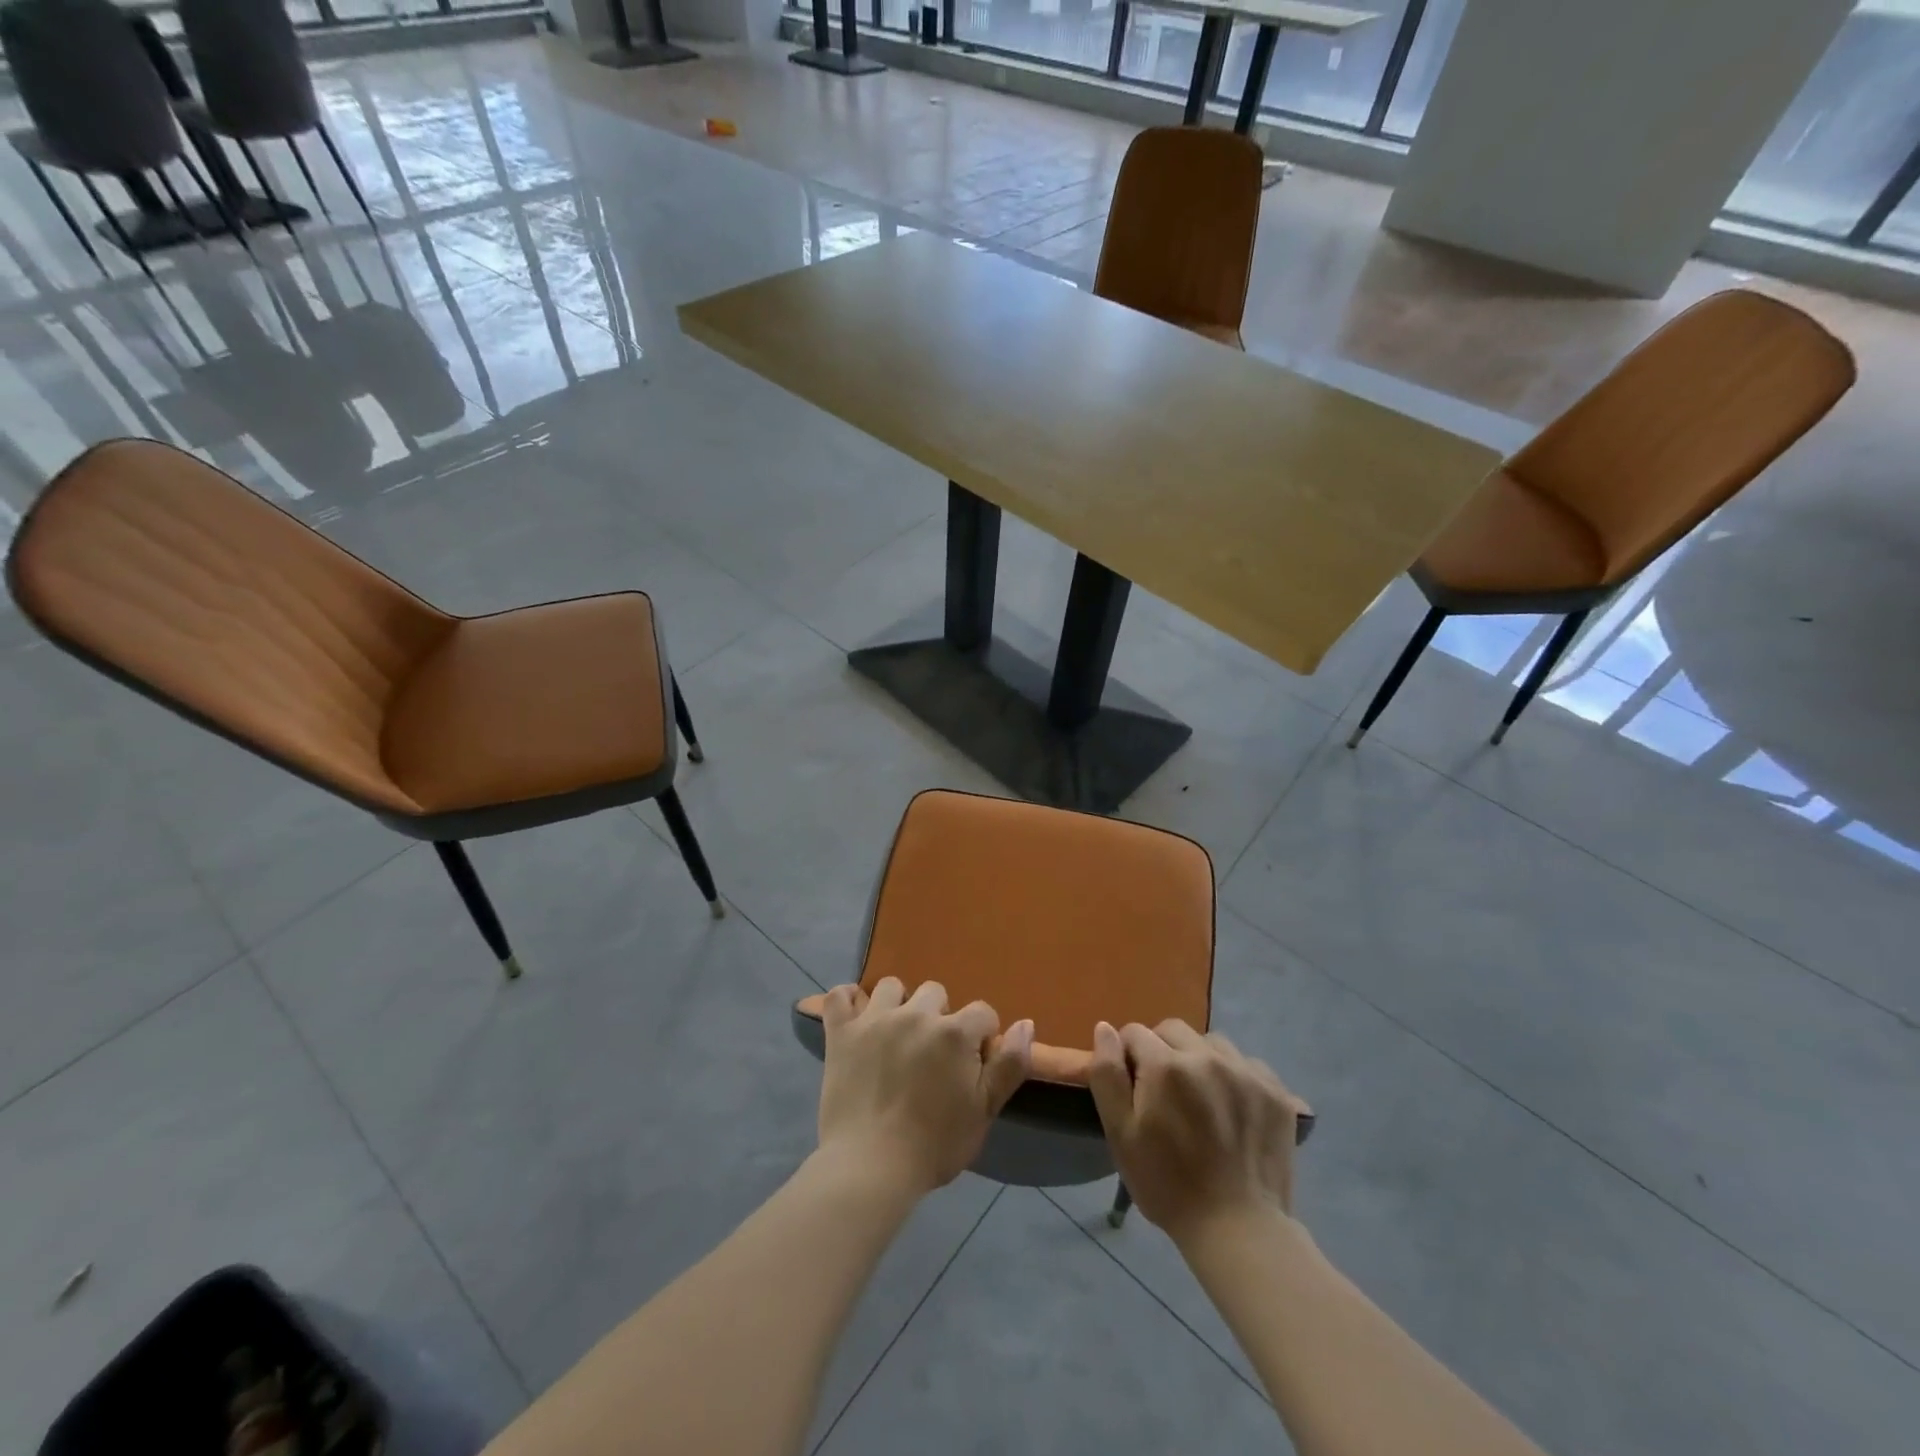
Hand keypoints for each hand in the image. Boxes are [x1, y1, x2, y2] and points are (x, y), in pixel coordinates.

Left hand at [816, 978, 1034, 1195]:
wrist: (871, 1168)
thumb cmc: (934, 1145)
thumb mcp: (984, 1111)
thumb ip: (1010, 1065)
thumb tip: (1027, 1023)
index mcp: (954, 1032)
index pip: (982, 1012)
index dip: (981, 1037)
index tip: (970, 1064)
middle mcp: (916, 1014)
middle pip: (935, 992)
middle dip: (939, 1017)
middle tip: (930, 1054)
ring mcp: (875, 1019)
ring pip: (892, 987)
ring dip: (898, 1004)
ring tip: (895, 1035)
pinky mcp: (841, 1032)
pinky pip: (840, 995)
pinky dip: (848, 1001)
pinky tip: (856, 1018)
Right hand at [1089, 1019, 1303, 1243]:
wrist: (1237, 1230)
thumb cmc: (1167, 1184)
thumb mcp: (1121, 1134)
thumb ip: (1107, 1075)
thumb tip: (1104, 1028)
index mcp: (1166, 1066)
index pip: (1135, 1033)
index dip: (1129, 1058)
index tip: (1134, 1090)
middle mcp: (1207, 1057)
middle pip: (1173, 1030)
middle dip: (1162, 1051)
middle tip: (1165, 1094)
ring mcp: (1246, 1072)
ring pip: (1211, 1043)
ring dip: (1199, 1060)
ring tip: (1201, 1099)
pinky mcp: (1276, 1092)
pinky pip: (1246, 1063)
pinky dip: (1234, 1076)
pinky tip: (1232, 1109)